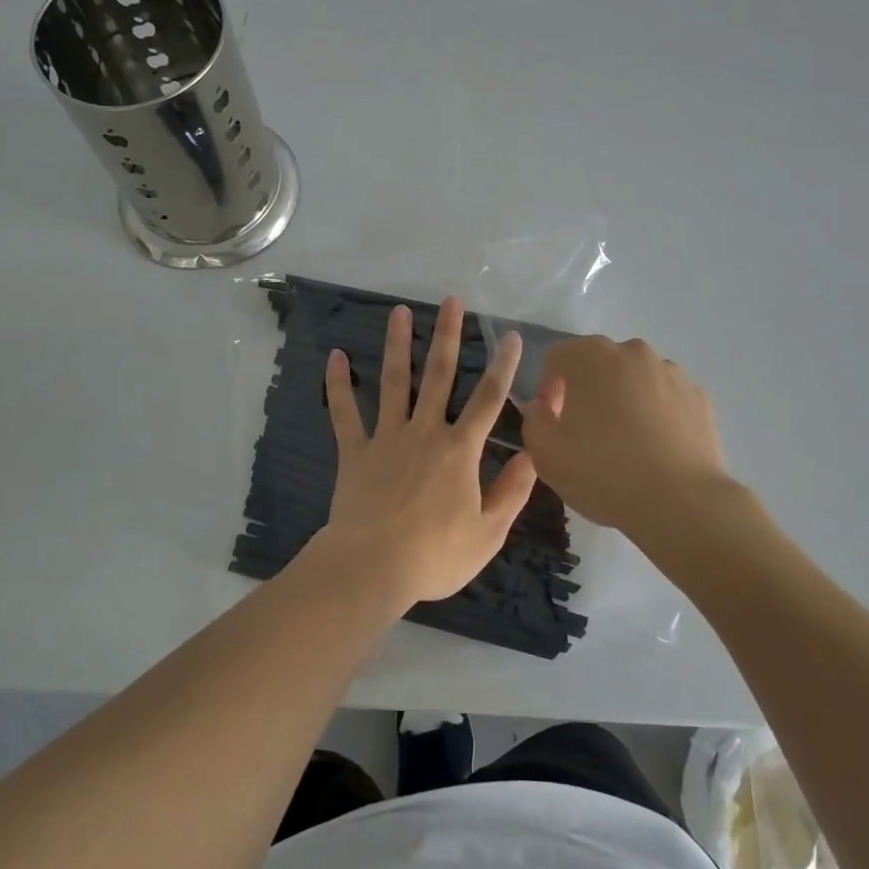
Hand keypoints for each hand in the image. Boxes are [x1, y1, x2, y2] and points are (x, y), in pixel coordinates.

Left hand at [310, 297, 538, 607]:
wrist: (373, 567)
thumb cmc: (435, 555)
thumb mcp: (488, 532)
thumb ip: (512, 491)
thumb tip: (532, 456)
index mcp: (460, 450)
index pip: (489, 400)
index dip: (503, 366)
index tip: (509, 335)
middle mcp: (425, 432)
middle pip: (440, 375)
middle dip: (447, 336)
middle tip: (451, 301)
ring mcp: (387, 437)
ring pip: (394, 382)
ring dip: (398, 344)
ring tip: (399, 311)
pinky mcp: (355, 451)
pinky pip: (345, 413)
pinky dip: (339, 385)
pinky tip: (336, 356)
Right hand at [517, 336, 730, 536]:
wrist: (681, 503)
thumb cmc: (604, 472)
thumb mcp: (546, 454)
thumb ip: (533, 420)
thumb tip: (541, 408)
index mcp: (591, 356)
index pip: (557, 356)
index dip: (548, 387)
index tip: (553, 422)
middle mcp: (633, 351)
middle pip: (598, 362)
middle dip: (586, 390)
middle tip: (585, 432)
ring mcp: (671, 371)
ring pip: (633, 378)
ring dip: (622, 398)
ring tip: (624, 442)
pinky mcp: (699, 396)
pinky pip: (664, 397)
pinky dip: (655, 413)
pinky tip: (654, 448)